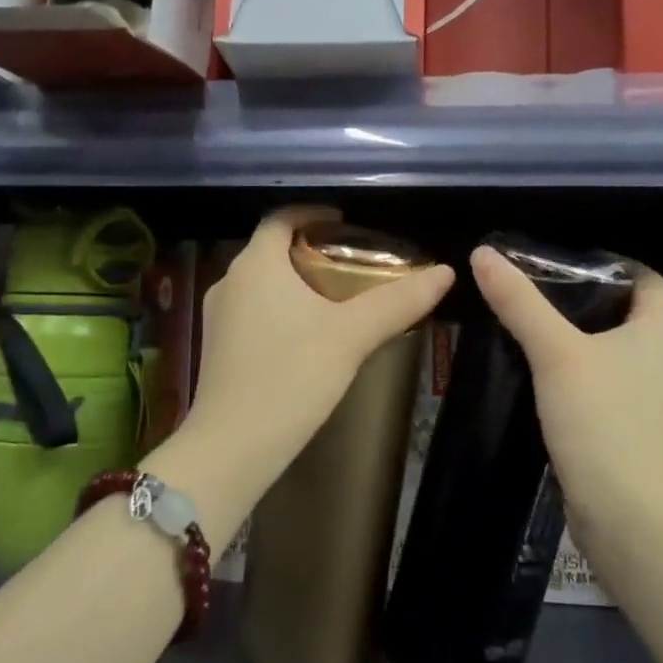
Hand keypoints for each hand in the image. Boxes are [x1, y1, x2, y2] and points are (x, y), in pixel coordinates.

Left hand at [183, 207, 453, 488]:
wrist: (232, 448)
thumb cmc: (292, 376)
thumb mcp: (352, 336)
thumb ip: (399, 301)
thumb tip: (446, 272)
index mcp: (256, 264)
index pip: (282, 218)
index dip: (314, 214)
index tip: (345, 224)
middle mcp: (230, 281)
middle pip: (272, 250)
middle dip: (311, 251)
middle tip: (353, 264)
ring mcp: (218, 317)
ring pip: (262, 284)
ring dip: (296, 283)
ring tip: (337, 300)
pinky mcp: (217, 348)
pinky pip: (253, 312)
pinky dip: (281, 310)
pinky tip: (308, 338)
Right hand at [470, 245, 662, 532]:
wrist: (627, 513)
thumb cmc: (600, 418)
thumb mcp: (554, 353)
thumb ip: (519, 303)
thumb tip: (483, 254)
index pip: (645, 279)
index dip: (611, 266)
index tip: (563, 265)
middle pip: (630, 315)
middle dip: (588, 303)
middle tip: (538, 295)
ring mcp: (658, 400)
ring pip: (620, 354)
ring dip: (586, 342)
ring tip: (538, 334)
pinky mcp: (641, 432)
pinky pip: (614, 388)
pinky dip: (587, 378)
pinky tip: (551, 383)